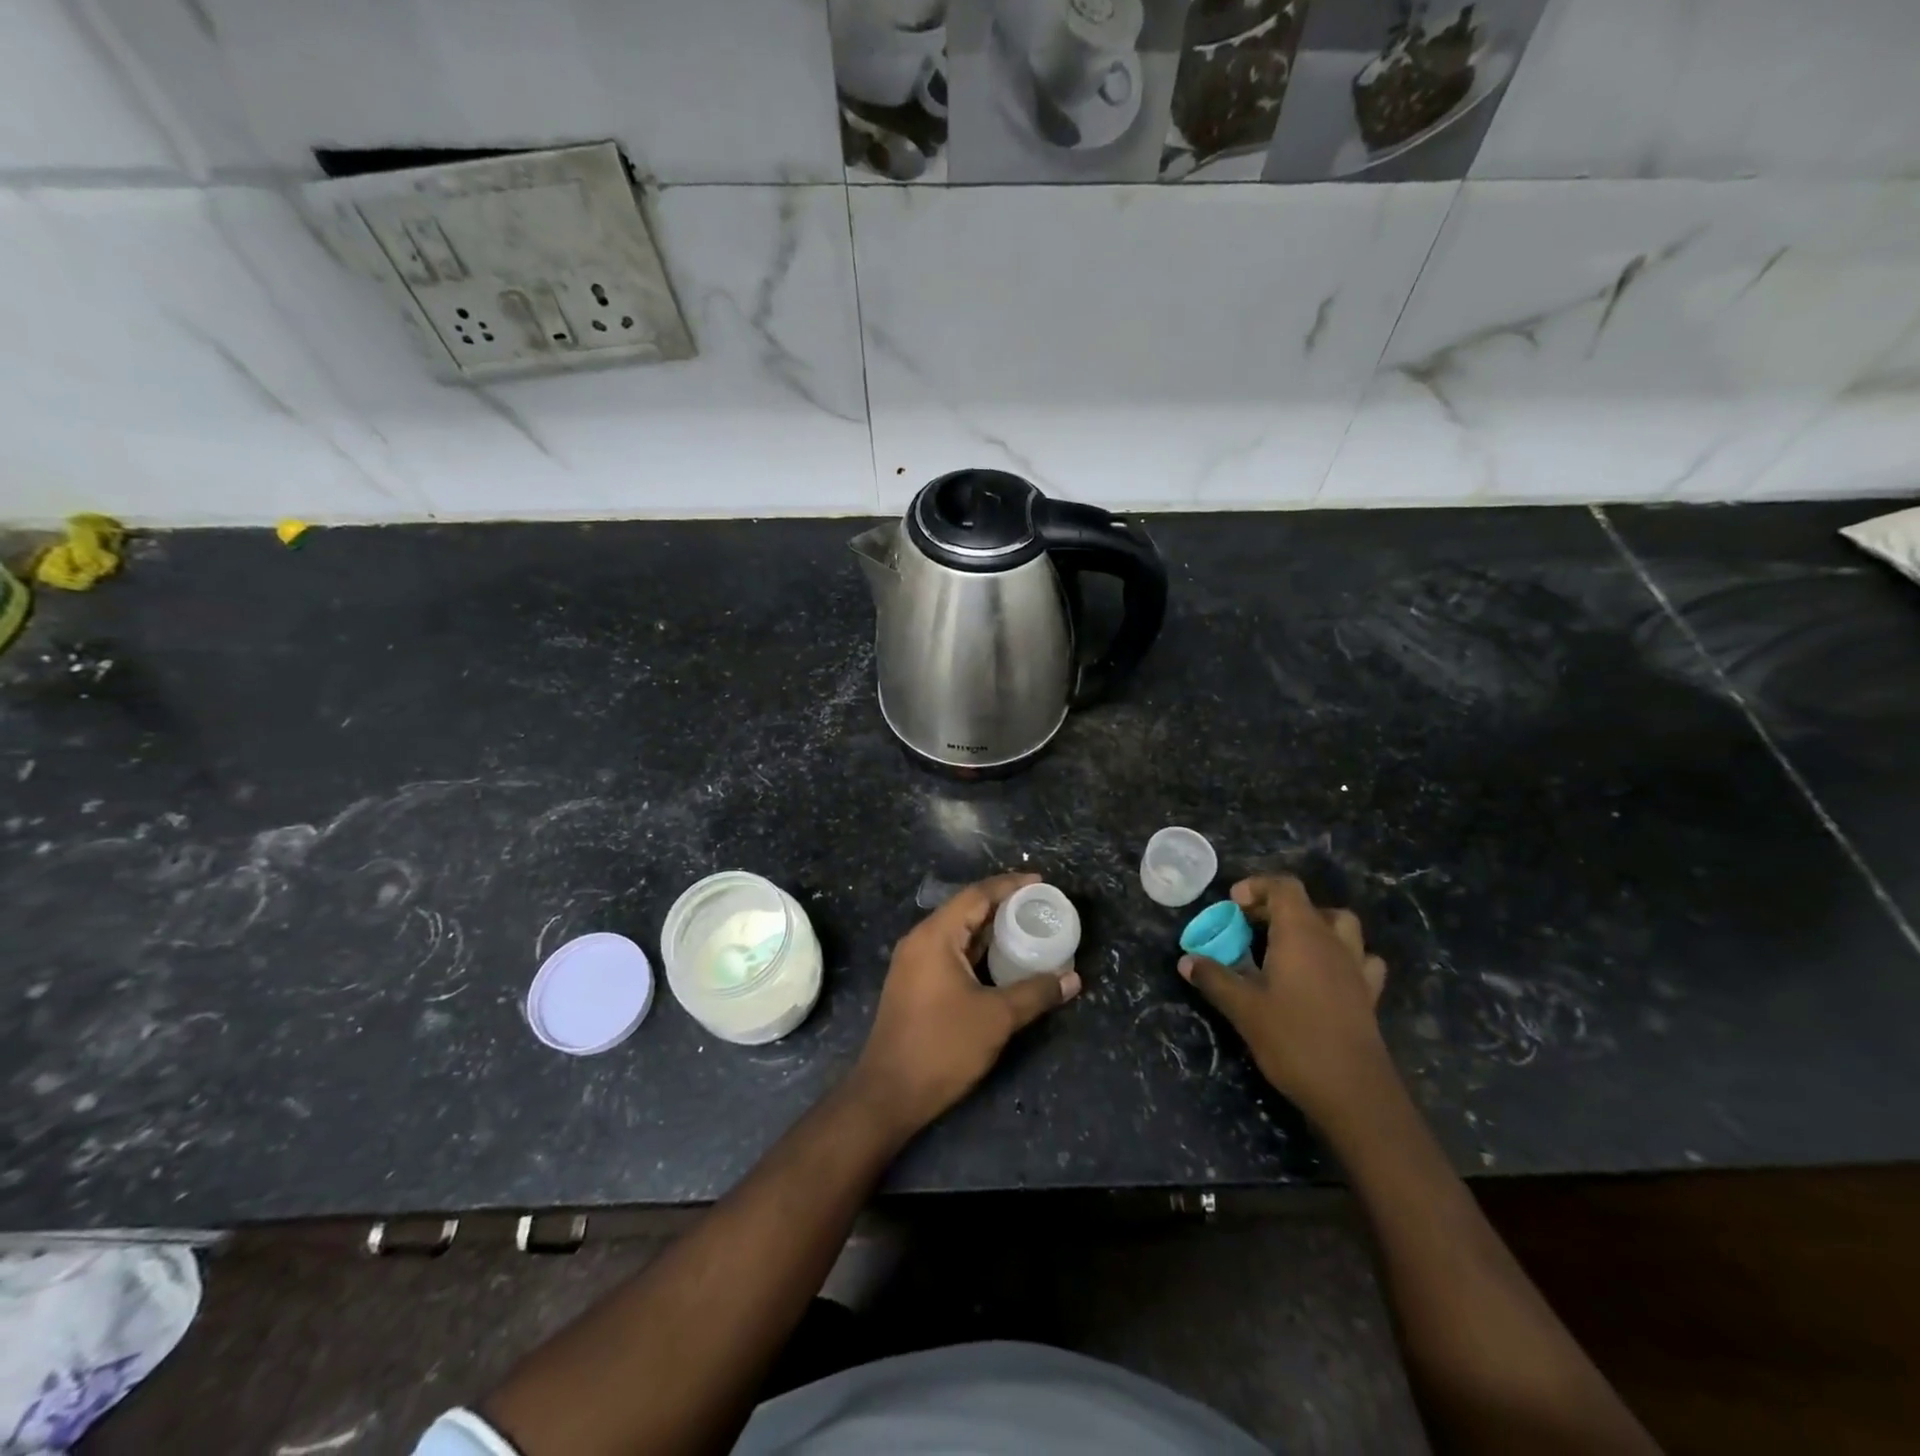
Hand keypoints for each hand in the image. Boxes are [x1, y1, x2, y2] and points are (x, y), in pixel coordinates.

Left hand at [851, 872, 1079, 1137]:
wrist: (888, 1094)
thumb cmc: (942, 1047)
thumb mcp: (996, 1018)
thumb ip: (1035, 993)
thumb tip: (1072, 979)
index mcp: (935, 936)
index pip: (976, 895)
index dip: (1010, 885)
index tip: (1041, 882)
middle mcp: (920, 940)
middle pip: (966, 909)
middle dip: (1003, 905)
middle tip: (1040, 906)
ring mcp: (914, 963)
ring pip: (958, 933)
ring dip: (990, 929)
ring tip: (1027, 928)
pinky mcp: (914, 984)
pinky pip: (951, 953)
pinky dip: (977, 950)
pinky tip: (1002, 960)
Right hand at [1178, 875, 1388, 1122]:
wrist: (1353, 1091)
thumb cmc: (1293, 1040)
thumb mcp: (1243, 1008)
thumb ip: (1214, 978)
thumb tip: (1186, 960)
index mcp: (1301, 934)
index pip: (1284, 887)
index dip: (1257, 887)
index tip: (1232, 905)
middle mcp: (1332, 941)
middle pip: (1308, 904)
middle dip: (1276, 908)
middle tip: (1248, 928)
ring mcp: (1355, 967)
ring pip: (1341, 925)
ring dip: (1314, 925)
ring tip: (1288, 945)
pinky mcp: (1368, 994)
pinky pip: (1361, 958)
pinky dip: (1343, 955)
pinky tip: (1325, 974)